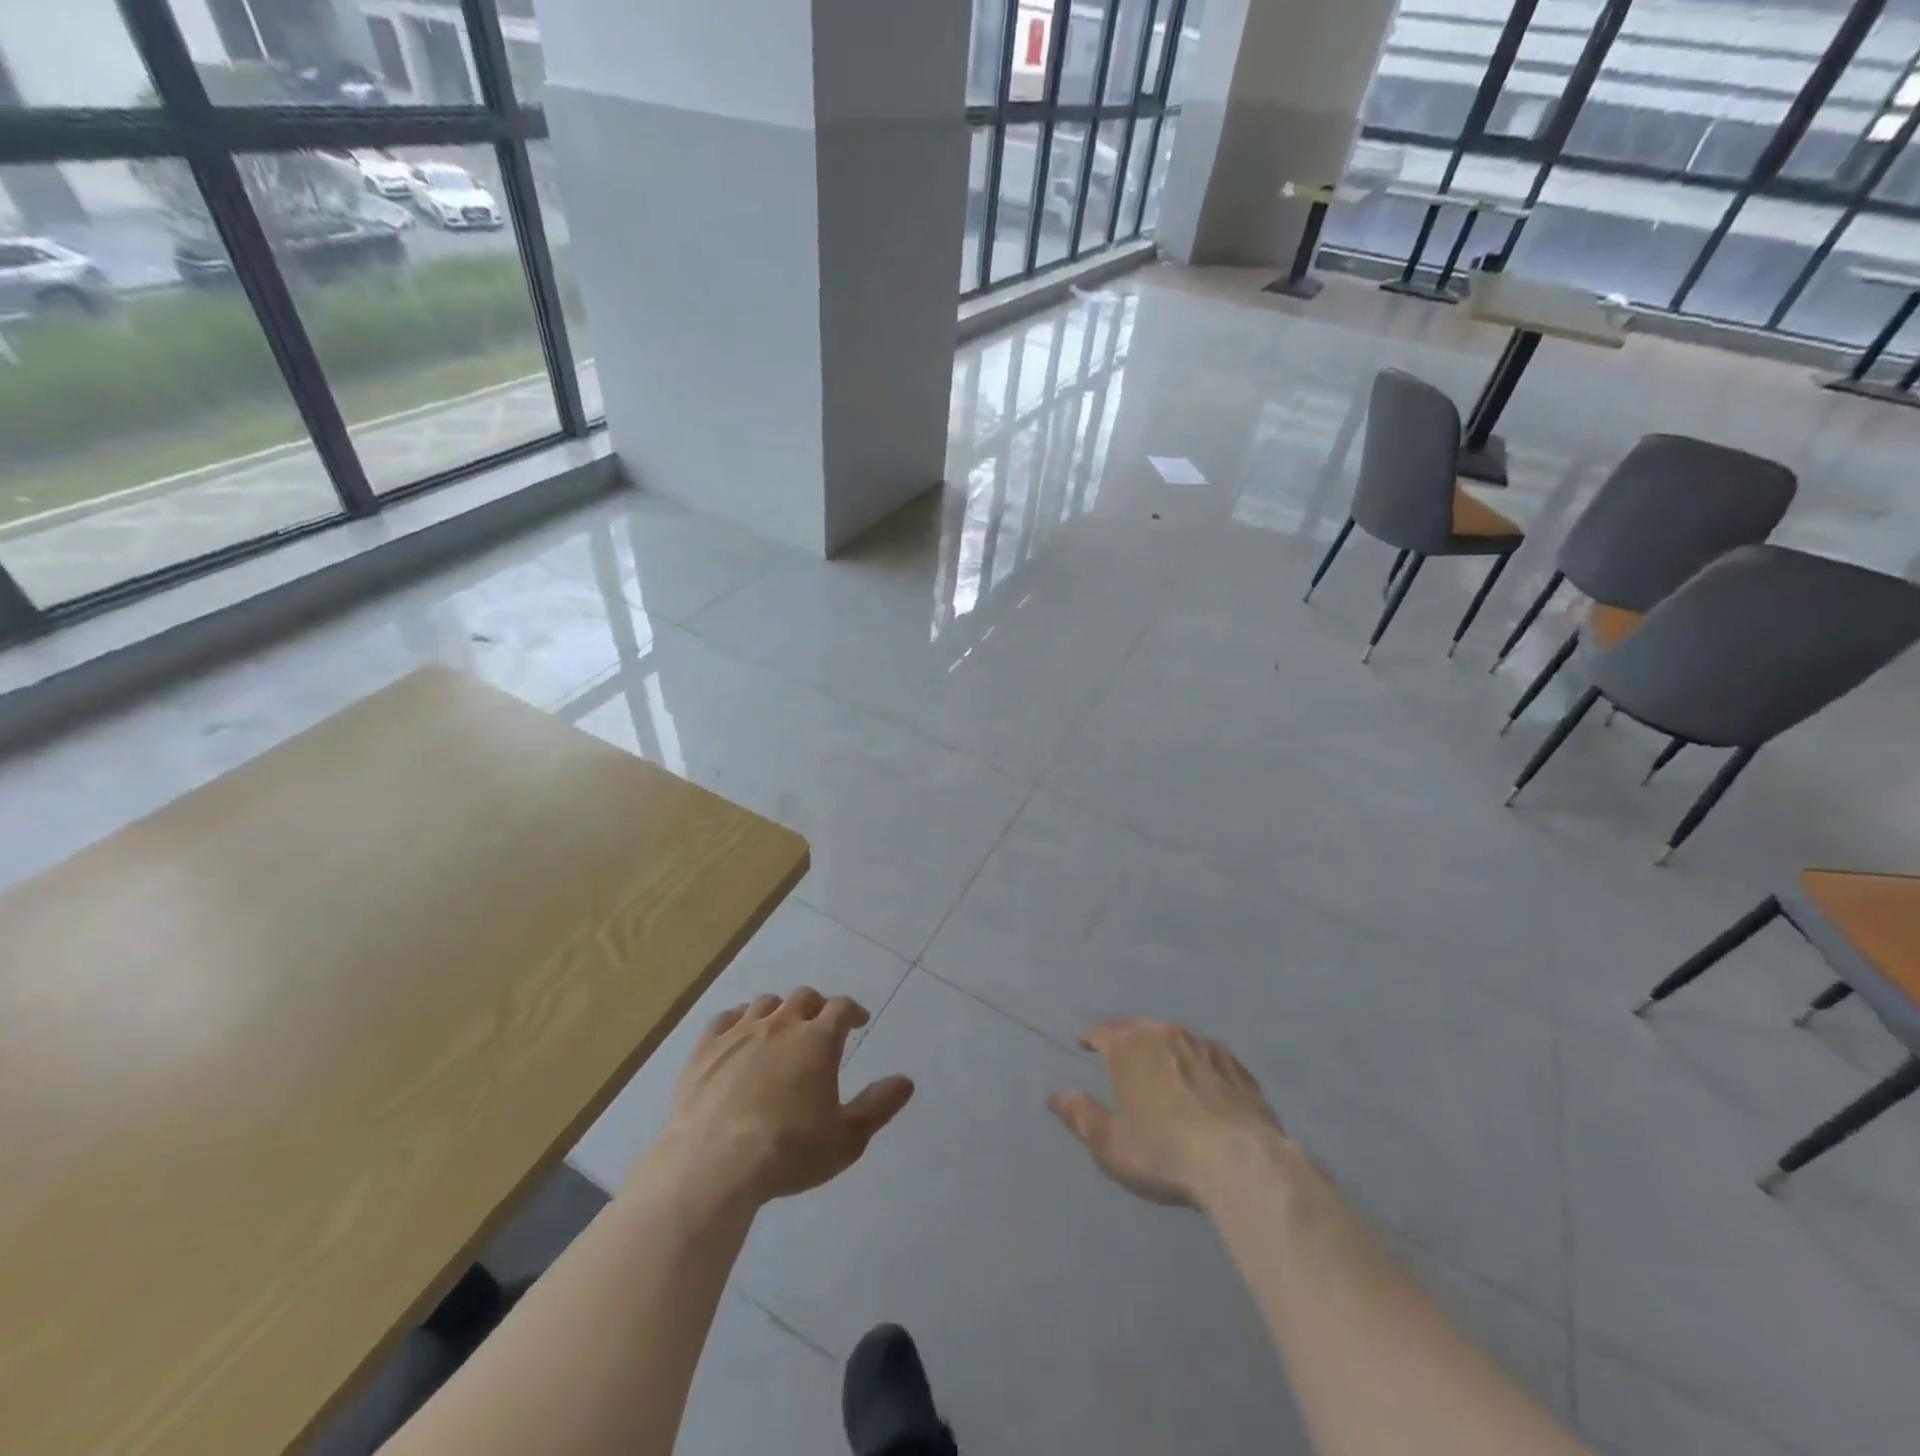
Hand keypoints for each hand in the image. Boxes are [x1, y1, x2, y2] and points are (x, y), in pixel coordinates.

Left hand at [651, 988, 914, 1208]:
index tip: (858, 1021)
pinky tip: (739, 1033)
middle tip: (820, 1025)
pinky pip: (725, 1019)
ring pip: (765, 1004)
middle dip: (817, 1006)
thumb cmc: (788, 1152)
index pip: (841, 1008)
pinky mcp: (705, 1049)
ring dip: (779, 1010)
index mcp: (817, 1040)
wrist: (712, 1165)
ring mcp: (739, 1033)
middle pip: (803, 998)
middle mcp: (780, 1025)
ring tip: (781, 1028)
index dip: (853, 1011)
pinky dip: (739, 1019)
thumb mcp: (846, 1139)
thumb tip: (906, 1080)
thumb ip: (878, 1106)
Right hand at [1049, 1017, 1286, 1207]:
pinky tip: (1200, 1077)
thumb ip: (1079, 1115)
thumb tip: (1055, 1095)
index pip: (1101, 1030)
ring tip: (1158, 1061)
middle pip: (1138, 1027)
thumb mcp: (1109, 1144)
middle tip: (1117, 1048)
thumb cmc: (1164, 1153)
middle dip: (1123, 1035)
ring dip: (1161, 1046)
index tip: (1082, 1041)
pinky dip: (1195, 1061)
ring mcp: (1205, 1047)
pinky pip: (1207, 1054)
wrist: (1243, 1164)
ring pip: (1174, 1037)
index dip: (1089, 1036)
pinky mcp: (1237, 1067)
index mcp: (1129, 1047)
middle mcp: (1165, 1035)